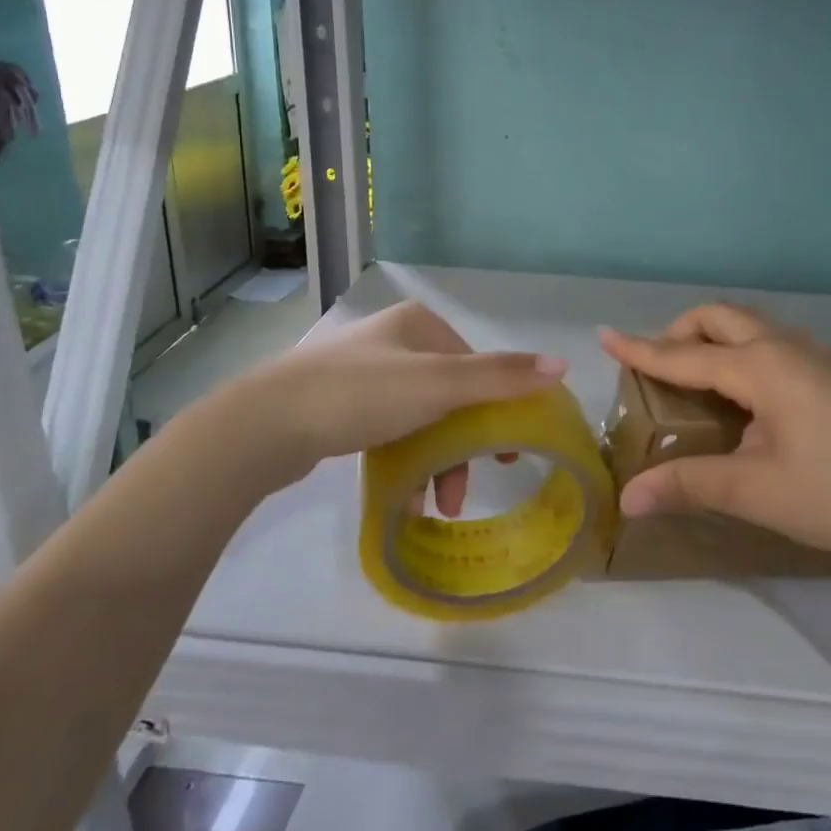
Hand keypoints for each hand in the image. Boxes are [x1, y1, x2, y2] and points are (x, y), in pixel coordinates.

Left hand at [191, 301, 563, 496]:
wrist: (266, 425)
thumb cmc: (362, 395)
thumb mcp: (440, 384)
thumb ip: (501, 376)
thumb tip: (563, 365)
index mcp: (419, 324)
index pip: (475, 366)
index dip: (495, 410)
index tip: (501, 456)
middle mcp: (394, 341)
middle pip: (449, 395)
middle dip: (461, 446)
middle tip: (466, 488)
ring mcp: (364, 372)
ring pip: (420, 417)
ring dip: (434, 461)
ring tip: (434, 505)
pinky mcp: (340, 405)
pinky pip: (389, 430)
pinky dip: (405, 460)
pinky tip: (406, 495)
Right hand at [600, 305, 830, 569]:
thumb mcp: (756, 491)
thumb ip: (689, 484)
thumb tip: (628, 498)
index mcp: (762, 367)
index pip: (685, 354)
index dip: (641, 349)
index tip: (604, 335)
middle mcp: (787, 347)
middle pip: (721, 317)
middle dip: (681, 330)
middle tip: (658, 363)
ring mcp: (817, 356)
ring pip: (752, 326)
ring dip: (716, 337)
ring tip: (698, 376)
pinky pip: (775, 343)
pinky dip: (744, 350)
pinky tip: (750, 394)